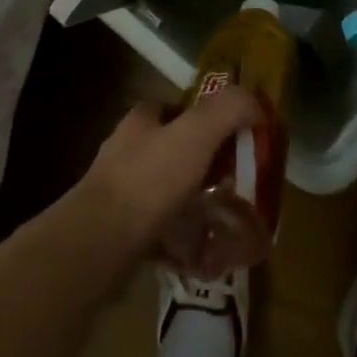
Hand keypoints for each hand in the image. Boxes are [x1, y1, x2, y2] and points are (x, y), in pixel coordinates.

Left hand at [70, 84, 262, 261]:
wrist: (100, 242)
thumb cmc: (149, 179)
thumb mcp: (196, 133)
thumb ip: (227, 110)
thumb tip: (256, 104)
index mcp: (140, 122)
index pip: (175, 108)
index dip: (206, 118)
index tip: (234, 138)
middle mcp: (126, 151)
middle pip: (172, 149)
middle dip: (202, 164)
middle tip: (235, 183)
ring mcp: (119, 193)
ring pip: (165, 190)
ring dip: (192, 202)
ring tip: (224, 220)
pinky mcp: (118, 230)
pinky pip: (158, 228)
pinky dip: (179, 237)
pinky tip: (201, 252)